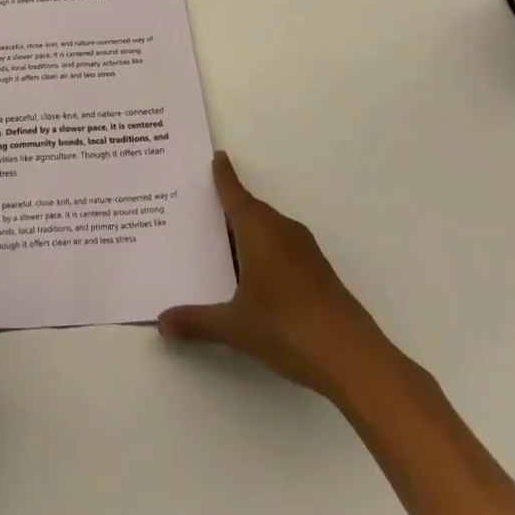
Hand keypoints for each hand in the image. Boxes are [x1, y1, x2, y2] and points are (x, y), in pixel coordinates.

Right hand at [158, 152, 396, 400]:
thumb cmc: (287, 326)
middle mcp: (281, 230)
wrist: (353, 358)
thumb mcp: (235, 326)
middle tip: (199, 210)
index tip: (217, 156)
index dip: (223, 175)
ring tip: (219, 246)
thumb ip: (197, 321)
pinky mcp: (318, 272)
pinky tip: (252, 277)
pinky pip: (282, 248)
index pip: (234, 193)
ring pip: (267, 230)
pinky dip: (264, 252)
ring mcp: (304, 251)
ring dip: (247, 233)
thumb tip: (162, 322)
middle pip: (249, 210)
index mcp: (258, 229)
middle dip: (228, 208)